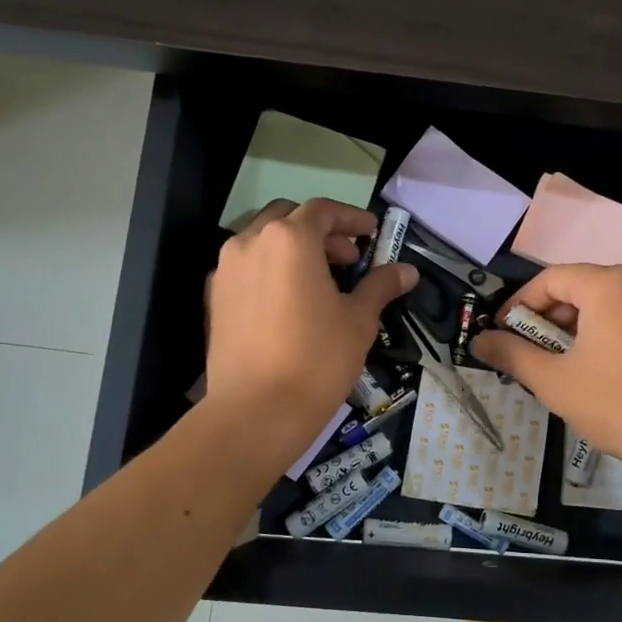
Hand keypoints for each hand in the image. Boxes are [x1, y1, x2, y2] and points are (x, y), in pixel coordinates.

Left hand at [205, 199, 416, 464]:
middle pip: (289, 218)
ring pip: (263, 241)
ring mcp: (226, 269)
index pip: (323, 210)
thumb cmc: (317, 358)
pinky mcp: (214, 297)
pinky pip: (246, 268)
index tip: (372, 233)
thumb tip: (408, 271)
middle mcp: (250, 242)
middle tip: (348, 260)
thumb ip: (380, 286)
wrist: (256, 411)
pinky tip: (289, 301)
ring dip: (293, 249)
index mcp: (289, 239)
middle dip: (321, 231)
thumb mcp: (359, 320)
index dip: (351, 218)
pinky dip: (270, 270)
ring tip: (319, 281)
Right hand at [472, 265, 621, 481]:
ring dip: (575, 329)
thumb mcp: (554, 381)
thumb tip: (478, 341)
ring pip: (605, 305)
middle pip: (579, 288)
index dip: (519, 305)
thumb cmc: (619, 404)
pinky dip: (604, 335)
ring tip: (557, 366)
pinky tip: (596, 371)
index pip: (550, 279)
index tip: (501, 334)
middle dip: (547, 319)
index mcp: (609, 283)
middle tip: (527, 354)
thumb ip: (512, 354)